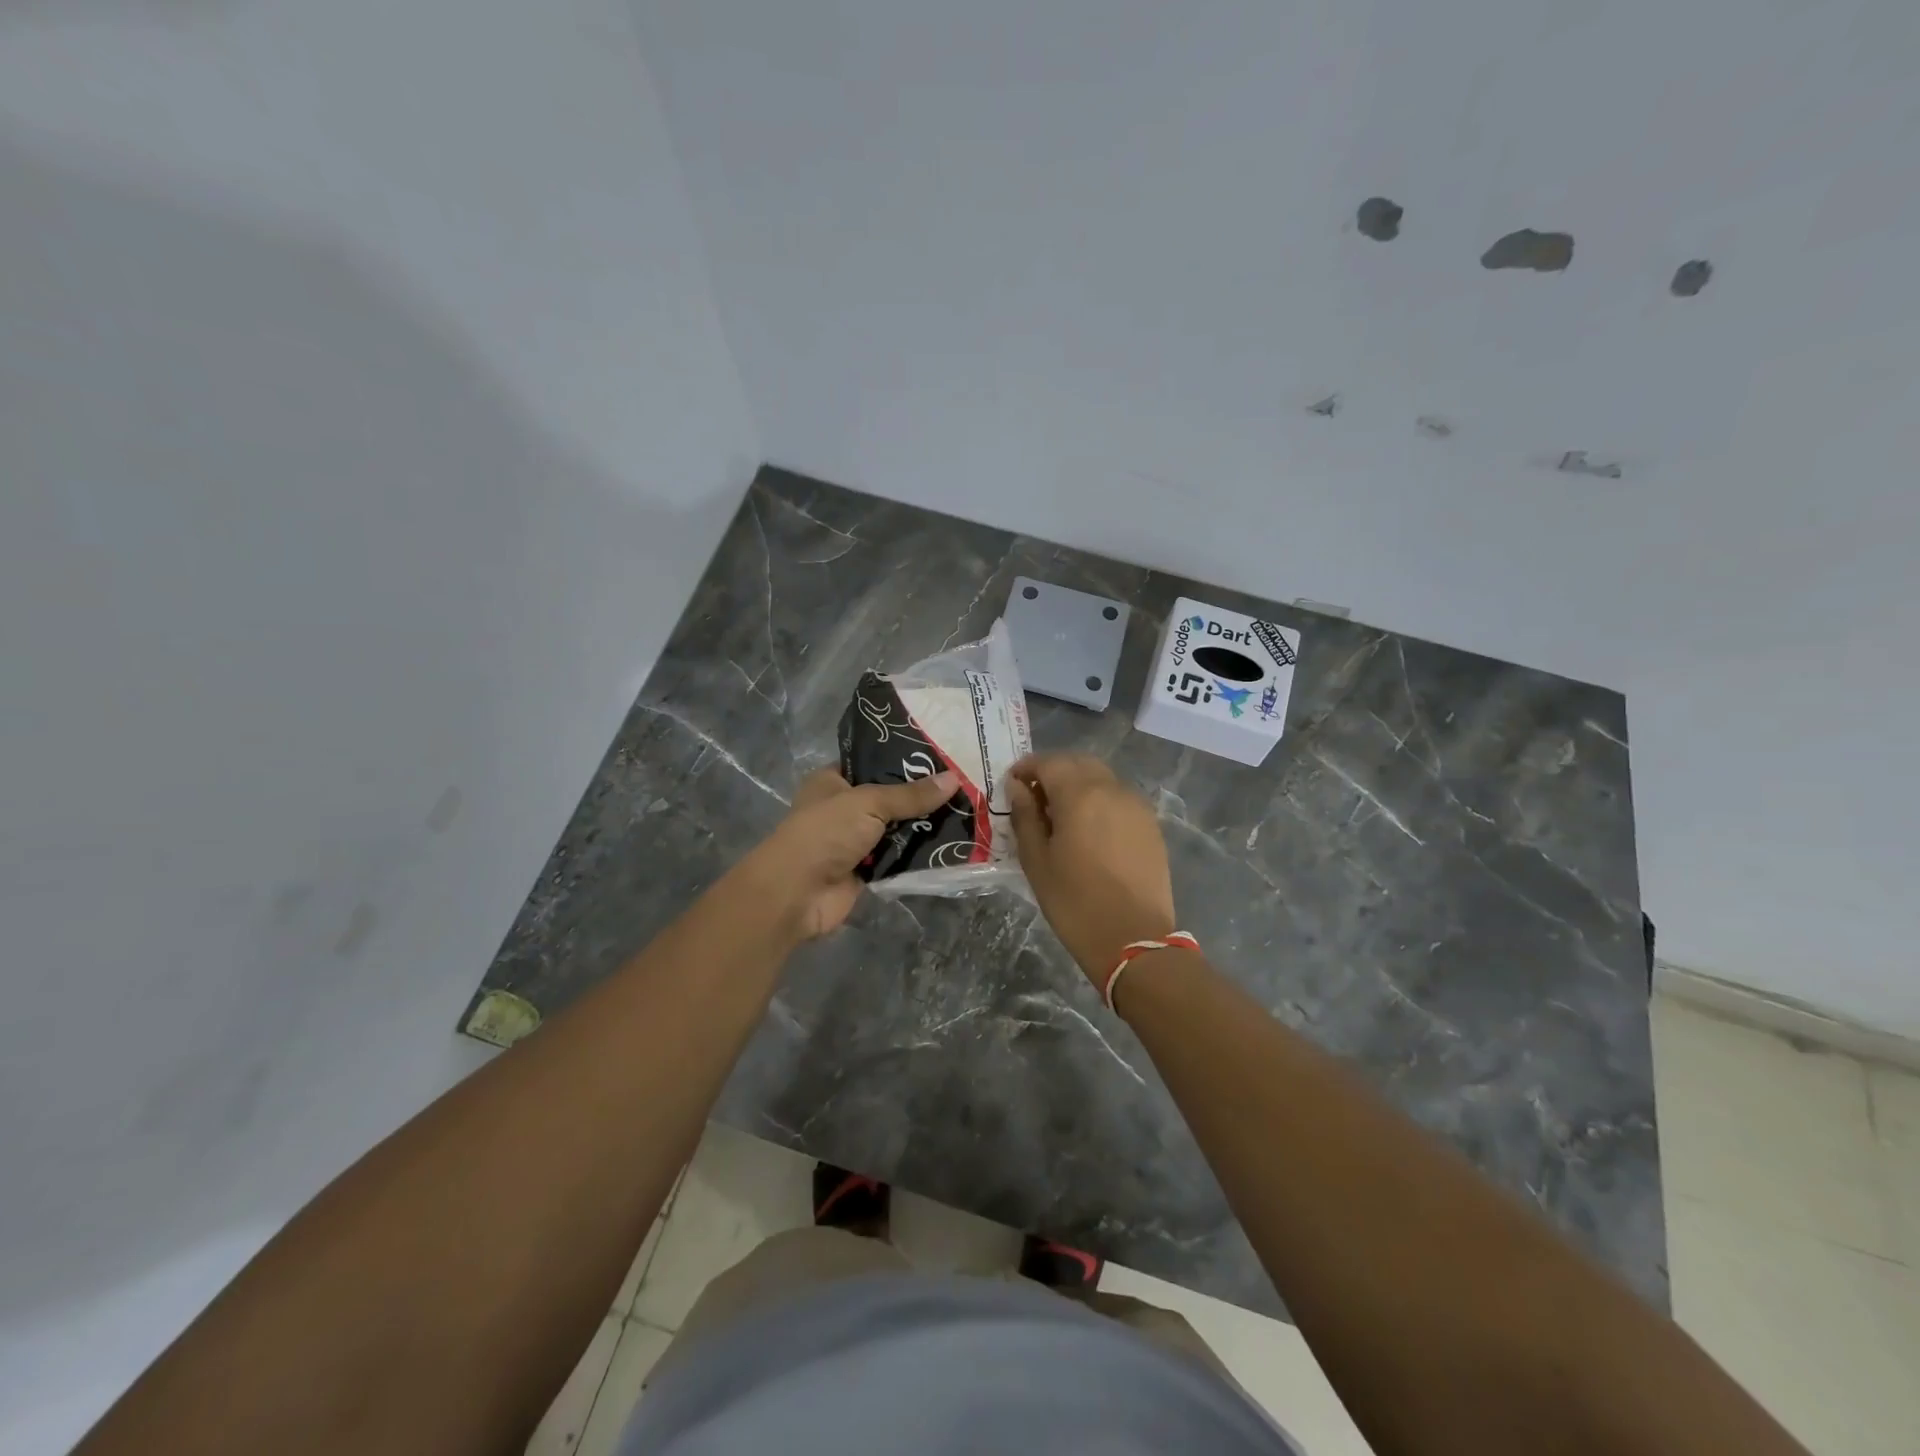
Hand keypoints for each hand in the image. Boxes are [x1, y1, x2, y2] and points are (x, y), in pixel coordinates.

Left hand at [742, 767, 958, 940]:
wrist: (798, 893)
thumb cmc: (826, 833)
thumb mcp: (869, 802)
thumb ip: (911, 794)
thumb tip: (954, 778)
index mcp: (833, 781)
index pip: (872, 763)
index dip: (903, 759)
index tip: (941, 756)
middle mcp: (843, 808)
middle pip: (889, 797)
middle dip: (921, 795)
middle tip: (962, 783)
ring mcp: (855, 840)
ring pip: (897, 828)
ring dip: (923, 825)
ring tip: (966, 810)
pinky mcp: (866, 869)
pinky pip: (899, 857)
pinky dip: (918, 854)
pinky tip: (952, 843)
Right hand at [1008, 754, 1176, 985]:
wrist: (1134, 940)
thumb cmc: (1075, 903)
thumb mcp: (1037, 861)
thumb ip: (1025, 817)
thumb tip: (1018, 788)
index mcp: (1080, 794)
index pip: (1048, 762)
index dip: (1027, 768)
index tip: (1013, 785)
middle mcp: (1112, 789)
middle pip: (1078, 763)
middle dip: (1053, 771)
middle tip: (1034, 797)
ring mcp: (1136, 805)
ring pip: (1102, 778)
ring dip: (1078, 784)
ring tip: (1061, 815)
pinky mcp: (1150, 824)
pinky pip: (1119, 798)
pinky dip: (1099, 800)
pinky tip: (1089, 829)